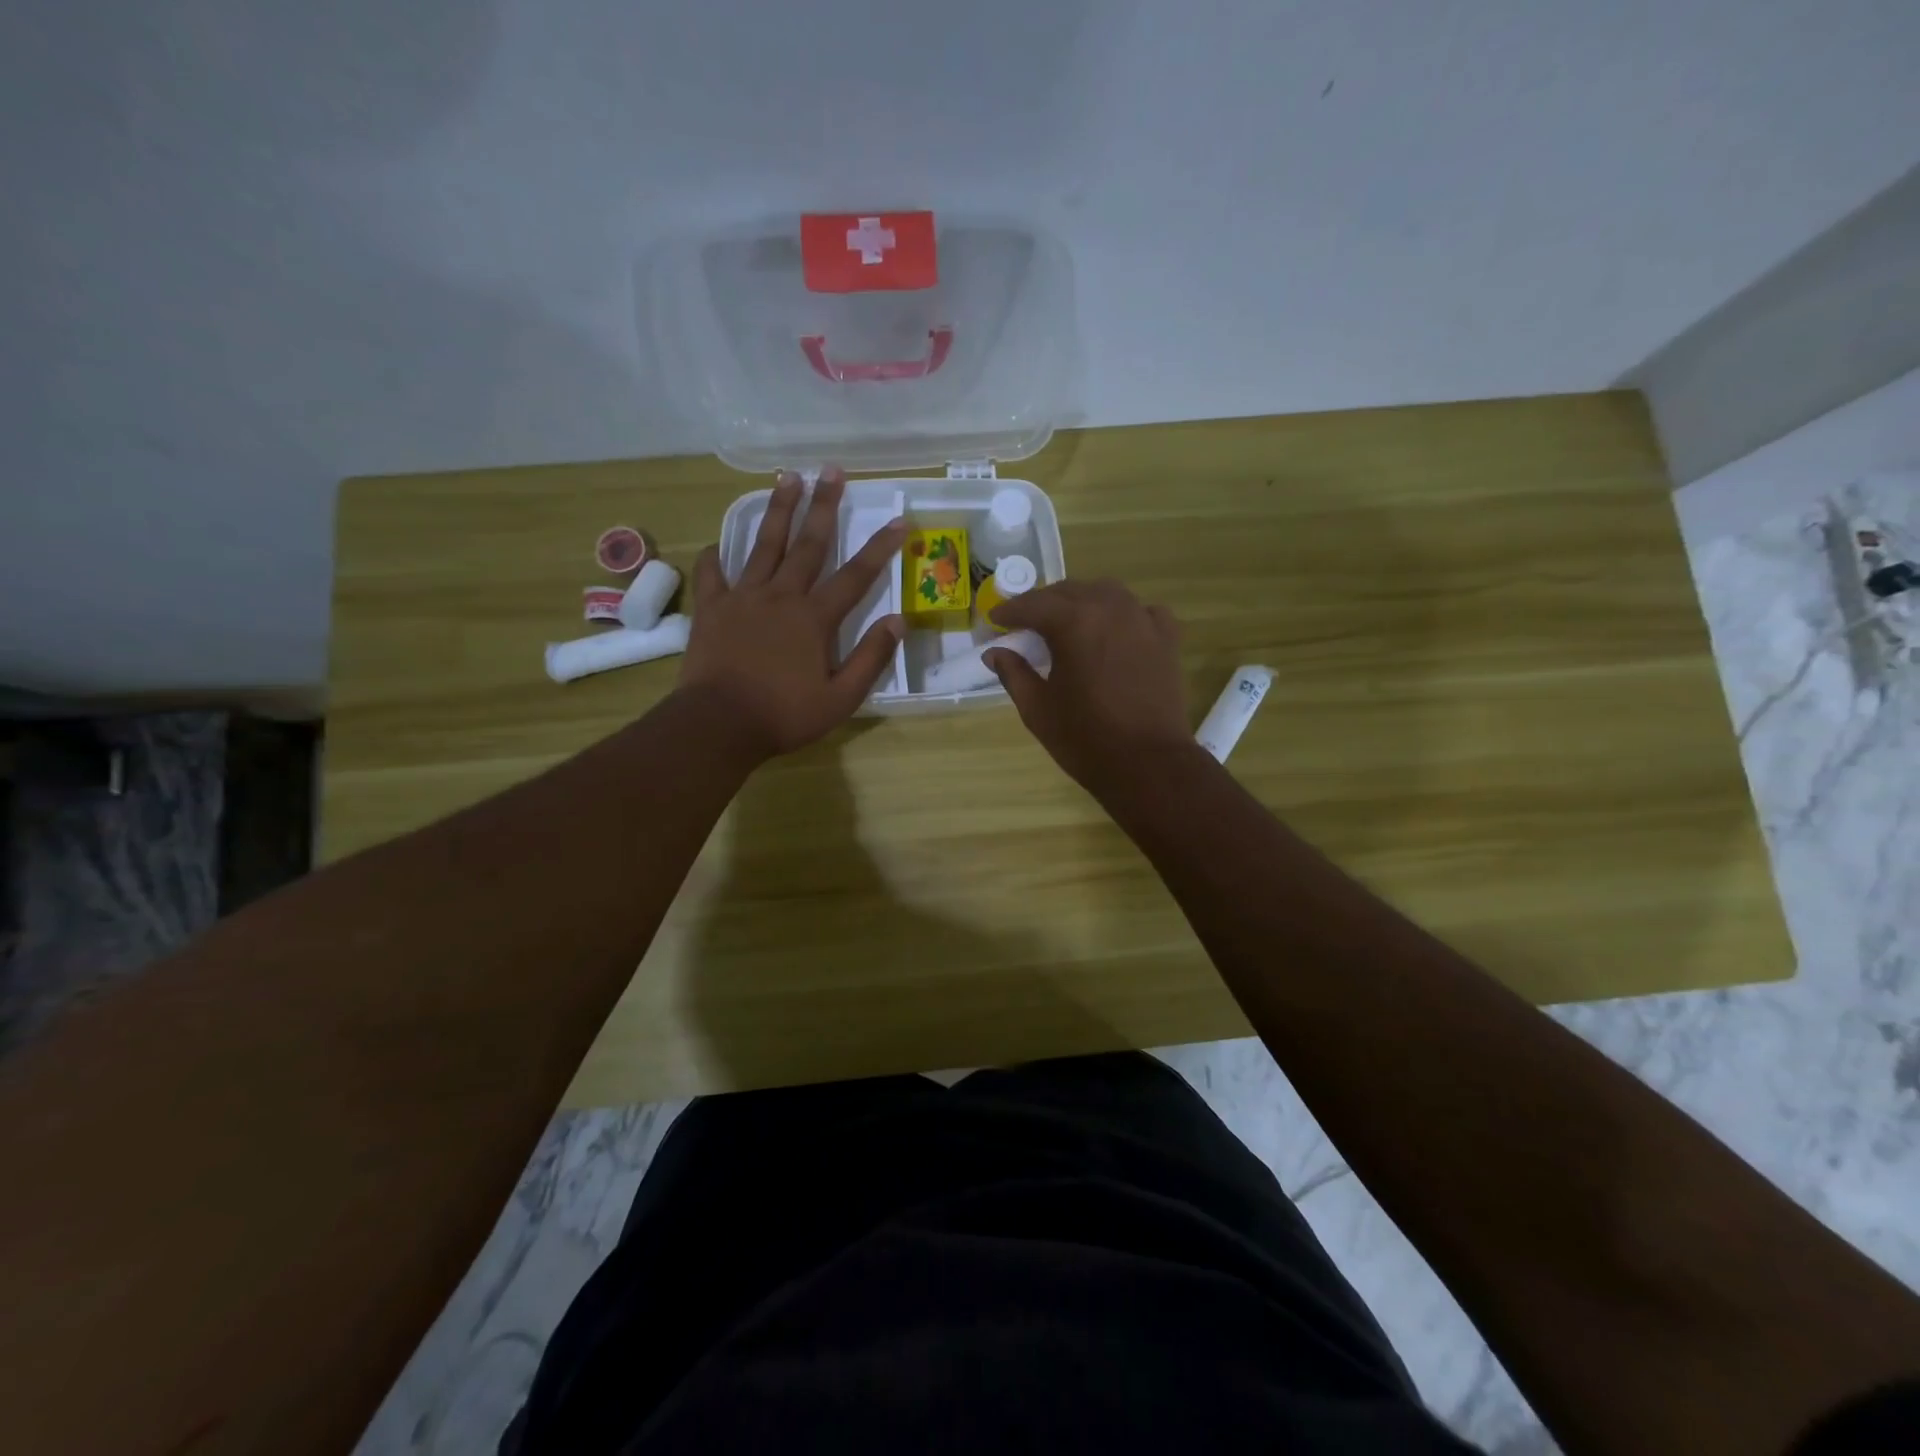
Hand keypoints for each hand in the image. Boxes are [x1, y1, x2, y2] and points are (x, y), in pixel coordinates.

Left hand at [679, 468, 904, 761]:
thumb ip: (871, 658)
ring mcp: (743, 598)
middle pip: (808, 544)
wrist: (718, 725)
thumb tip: (898, 621)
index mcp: (815, 618)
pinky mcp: (713, 608)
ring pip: (764, 545)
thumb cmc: (784, 715)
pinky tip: (719, 543)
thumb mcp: (840, 699)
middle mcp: (781, 596)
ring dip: (778, 510)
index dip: (881, 547)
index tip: (900, 520)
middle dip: (824, 505)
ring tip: (787, 478)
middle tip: (832, 470)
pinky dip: (716, 556)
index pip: (856, 575)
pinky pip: (714, 573)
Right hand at [983, 579, 1193, 791]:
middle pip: (1069, 592)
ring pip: (1106, 593)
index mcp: (1073, 622)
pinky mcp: (1167, 638)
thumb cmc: (1085, 738)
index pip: (1033, 605)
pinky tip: (1116, 631)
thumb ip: (1014, 673)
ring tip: (1068, 622)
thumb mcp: (1037, 709)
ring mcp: (1143, 620)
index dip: (1010, 611)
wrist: (1148, 763)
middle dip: (1043, 603)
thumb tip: (995, 653)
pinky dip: (1124, 614)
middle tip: (1026, 623)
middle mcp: (1109, 608)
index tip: (995, 619)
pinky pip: (1142, 611)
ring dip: (1082, 601)